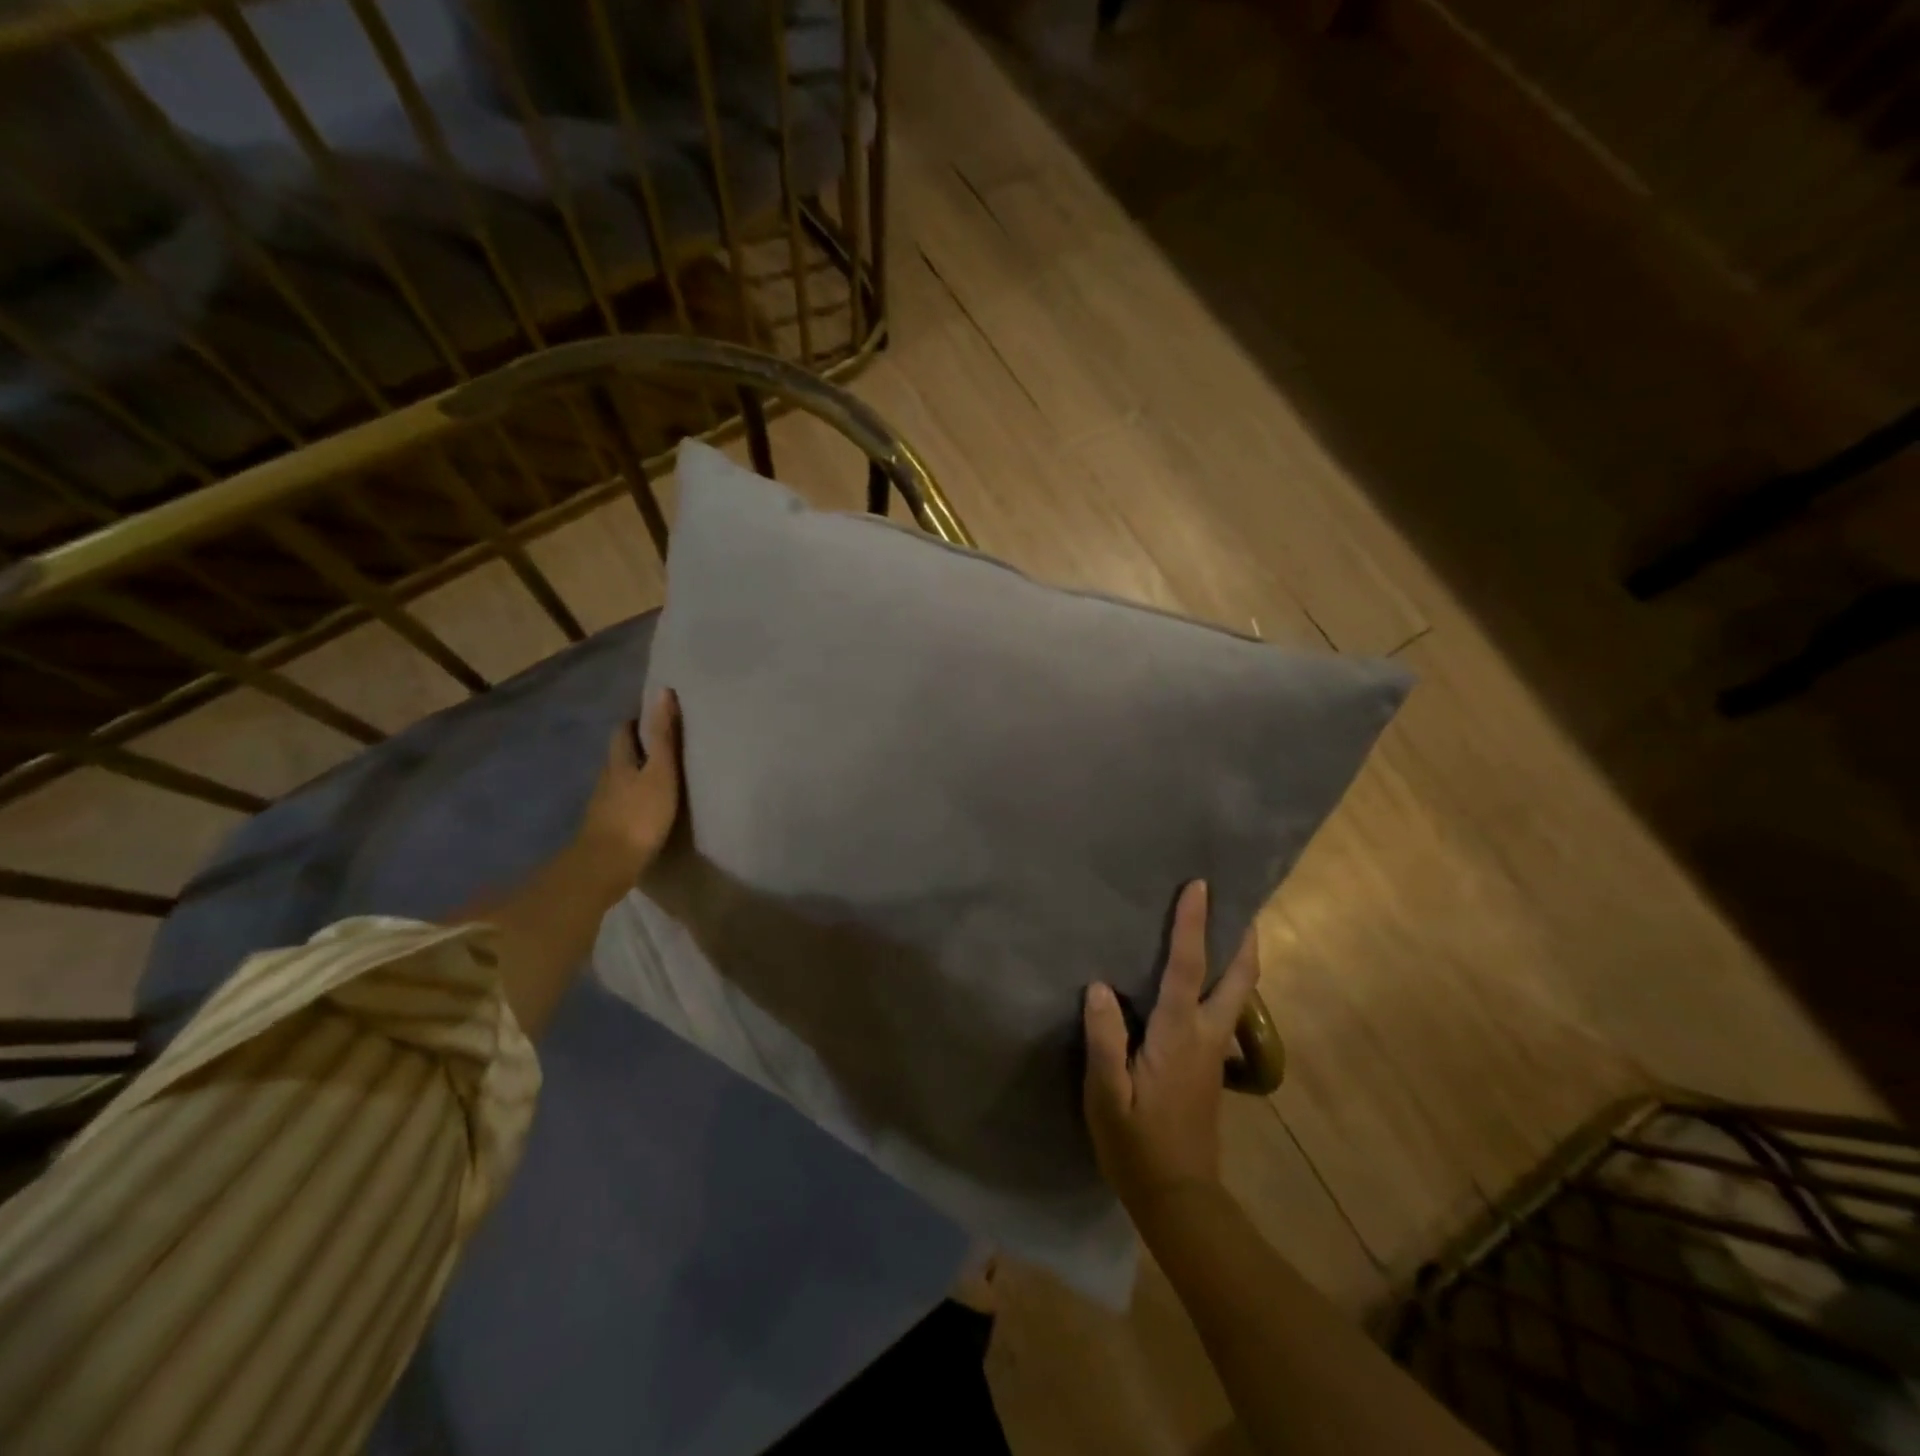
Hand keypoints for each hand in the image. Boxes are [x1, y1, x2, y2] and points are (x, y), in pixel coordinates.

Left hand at [574, 689, 682, 899]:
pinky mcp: (605, 828)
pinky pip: (620, 802)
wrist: (605, 867)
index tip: (656, 715)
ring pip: (618, 779)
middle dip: (636, 745)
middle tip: (661, 742)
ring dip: (635, 773)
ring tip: (658, 774)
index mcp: (619, 761)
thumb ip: (663, 736)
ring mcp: (603, 805)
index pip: (624, 731)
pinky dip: (632, 797)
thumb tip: (662, 691)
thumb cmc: (638, 816)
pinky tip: (645, 806)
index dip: (638, 720)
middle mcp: (607, 778)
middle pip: (619, 755)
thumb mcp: (660, 773)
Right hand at [1083, 880, 1261, 1215]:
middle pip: (1239, 979)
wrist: (1178, 1197)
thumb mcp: (1106, 1094)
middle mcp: (1207, 1036)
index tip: (1200, 886)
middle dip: (1244, 939)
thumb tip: (1099, 986)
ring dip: (1240, 958)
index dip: (1193, 925)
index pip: (1188, 969)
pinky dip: (1225, 981)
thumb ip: (1105, 1039)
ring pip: (1238, 994)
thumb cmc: (1135, 1144)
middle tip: (1242, 902)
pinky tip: (1204, 979)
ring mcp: (1214, 1052)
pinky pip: (1224, 1010)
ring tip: (1230, 928)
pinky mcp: (1211, 1066)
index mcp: (1179, 1036)